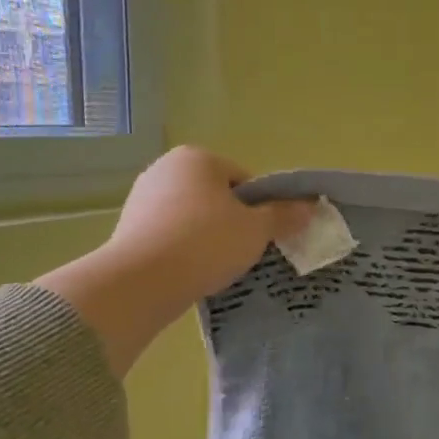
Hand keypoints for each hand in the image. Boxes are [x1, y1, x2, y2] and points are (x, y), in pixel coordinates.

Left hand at [36, 148, 313, 374]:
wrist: (141, 280)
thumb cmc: (206, 244)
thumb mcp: (256, 230)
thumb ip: (283, 216)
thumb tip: (310, 207)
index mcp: (198, 158)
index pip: (244, 180)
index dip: (260, 209)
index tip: (262, 236)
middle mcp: (166, 167)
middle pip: (216, 196)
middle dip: (232, 222)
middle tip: (243, 252)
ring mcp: (142, 196)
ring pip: (192, 216)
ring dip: (207, 236)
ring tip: (216, 266)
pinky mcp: (128, 225)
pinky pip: (169, 233)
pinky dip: (183, 248)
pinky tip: (191, 271)